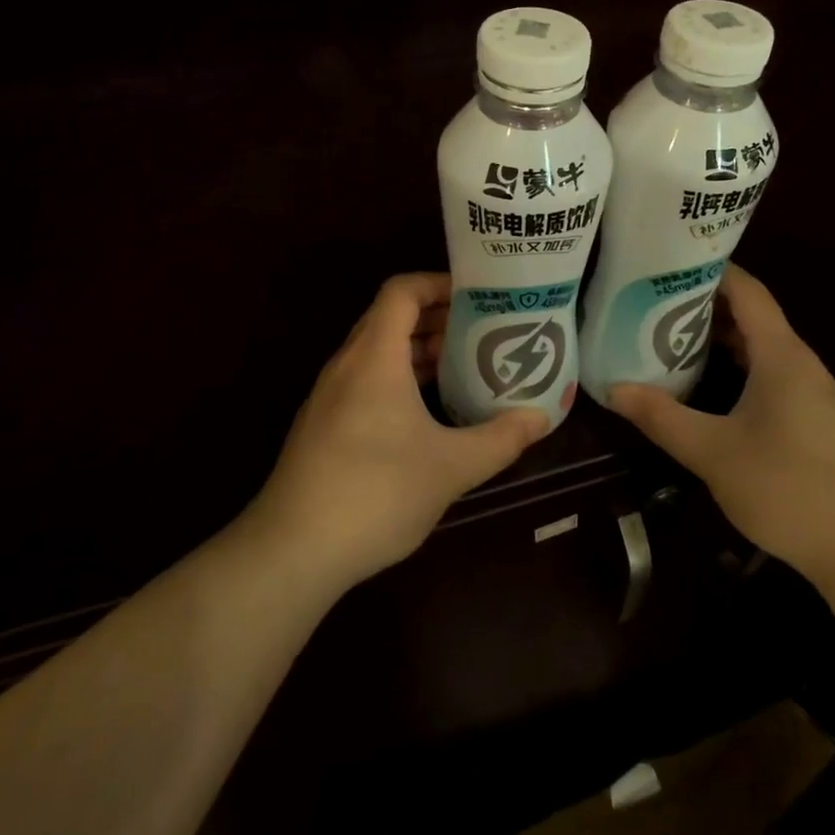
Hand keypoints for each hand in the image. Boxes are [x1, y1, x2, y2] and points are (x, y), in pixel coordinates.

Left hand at [248, 273, 549, 590]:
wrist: (292, 550)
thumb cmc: (376, 493)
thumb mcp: (451, 467)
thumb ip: (500, 439)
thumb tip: (541, 418)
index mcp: (374, 357)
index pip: (401, 291)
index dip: (438, 283)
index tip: (478, 297)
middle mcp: (347, 364)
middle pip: (389, 317)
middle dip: (436, 317)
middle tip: (481, 330)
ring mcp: (329, 395)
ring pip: (376, 351)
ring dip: (417, 350)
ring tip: (461, 365)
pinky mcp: (322, 424)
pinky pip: (364, 379)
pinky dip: (397, 377)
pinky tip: (425, 411)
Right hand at [608, 264, 834, 580]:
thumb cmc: (790, 487)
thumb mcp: (713, 452)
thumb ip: (662, 417)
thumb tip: (612, 389)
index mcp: (781, 354)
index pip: (746, 290)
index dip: (709, 269)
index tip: (665, 263)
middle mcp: (798, 362)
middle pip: (751, 314)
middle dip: (703, 303)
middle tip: (651, 300)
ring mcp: (809, 391)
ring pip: (759, 346)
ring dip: (717, 337)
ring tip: (666, 335)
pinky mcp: (811, 418)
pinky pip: (767, 372)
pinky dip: (734, 365)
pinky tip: (704, 383)